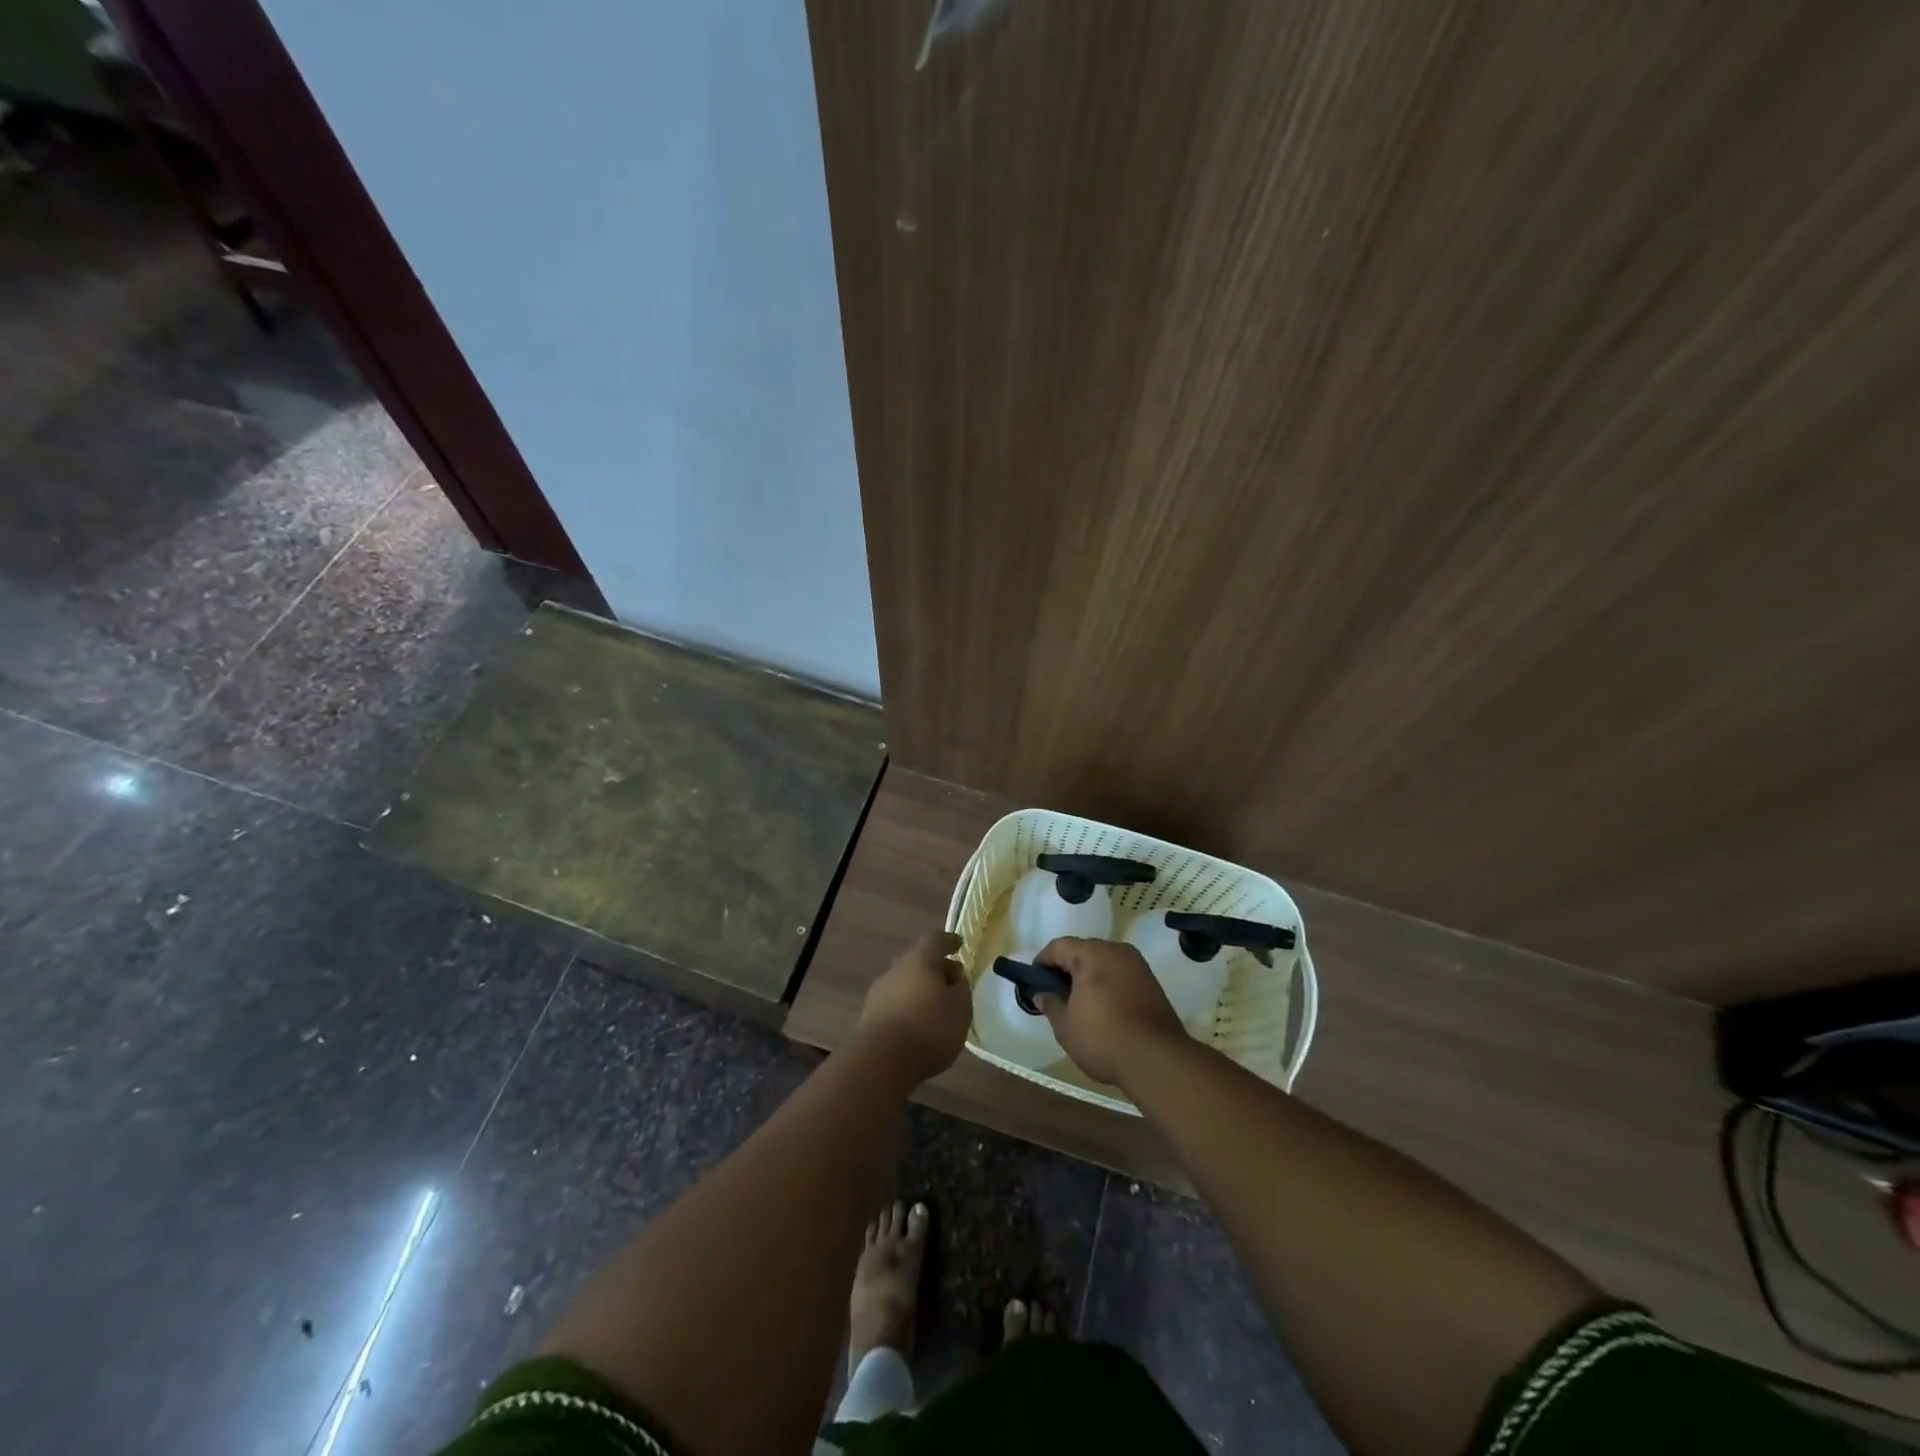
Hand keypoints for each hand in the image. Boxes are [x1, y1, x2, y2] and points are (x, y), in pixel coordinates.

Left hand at [857, 931, 970, 1084]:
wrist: (881, 1062)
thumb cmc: (929, 1027)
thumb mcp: (960, 1007)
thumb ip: (960, 987)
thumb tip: (954, 974)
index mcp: (918, 960)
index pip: (935, 940)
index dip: (948, 941)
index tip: (959, 944)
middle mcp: (895, 970)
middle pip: (917, 962)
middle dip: (935, 969)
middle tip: (951, 982)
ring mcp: (878, 994)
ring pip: (904, 984)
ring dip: (920, 991)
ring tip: (936, 1009)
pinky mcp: (869, 1018)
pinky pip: (895, 1005)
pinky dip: (908, 1010)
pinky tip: (918, 1027)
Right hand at [1033, 936, 1187, 1085]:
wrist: (1157, 1059)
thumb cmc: (1103, 1038)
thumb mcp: (1065, 1026)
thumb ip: (1051, 1004)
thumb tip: (1041, 994)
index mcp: (1091, 954)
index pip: (1059, 946)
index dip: (1043, 961)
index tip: (1035, 980)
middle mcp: (1115, 950)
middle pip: (1084, 949)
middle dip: (1067, 966)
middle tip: (1057, 992)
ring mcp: (1137, 964)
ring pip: (1104, 960)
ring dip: (1089, 974)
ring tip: (1080, 1001)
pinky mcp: (1152, 981)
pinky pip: (1121, 973)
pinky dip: (1108, 982)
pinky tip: (1104, 1006)